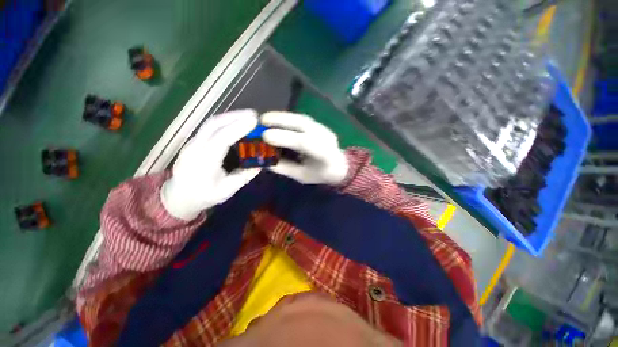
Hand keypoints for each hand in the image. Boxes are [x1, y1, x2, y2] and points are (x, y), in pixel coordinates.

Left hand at [160, 110, 260, 219]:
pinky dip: (225, 122)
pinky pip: (210, 127)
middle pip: (214, 124)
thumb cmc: (204, 196)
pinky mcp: (194, 141)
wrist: (178, 196)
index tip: (255, 121)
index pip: (222, 139)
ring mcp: (192, 143)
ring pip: (211, 123)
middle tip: (254, 115)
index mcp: (204, 162)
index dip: (238, 128)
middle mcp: (195, 148)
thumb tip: (261, 164)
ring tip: (247, 116)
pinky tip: (236, 123)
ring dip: (230, 117)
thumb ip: (244, 176)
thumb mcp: (228, 190)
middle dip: (235, 116)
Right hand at [261, 112, 348, 184]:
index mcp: (324, 154)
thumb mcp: (302, 176)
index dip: (285, 138)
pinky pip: (303, 120)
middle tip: (262, 120)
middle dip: (282, 120)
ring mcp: (324, 129)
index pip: (305, 143)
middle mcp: (326, 138)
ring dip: (283, 117)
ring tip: (266, 118)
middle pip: (305, 124)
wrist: (339, 166)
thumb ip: (285, 168)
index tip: (265, 136)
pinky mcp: (320, 125)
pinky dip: (288, 119)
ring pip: (303, 119)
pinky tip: (277, 120)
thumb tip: (264, 160)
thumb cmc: (320, 174)